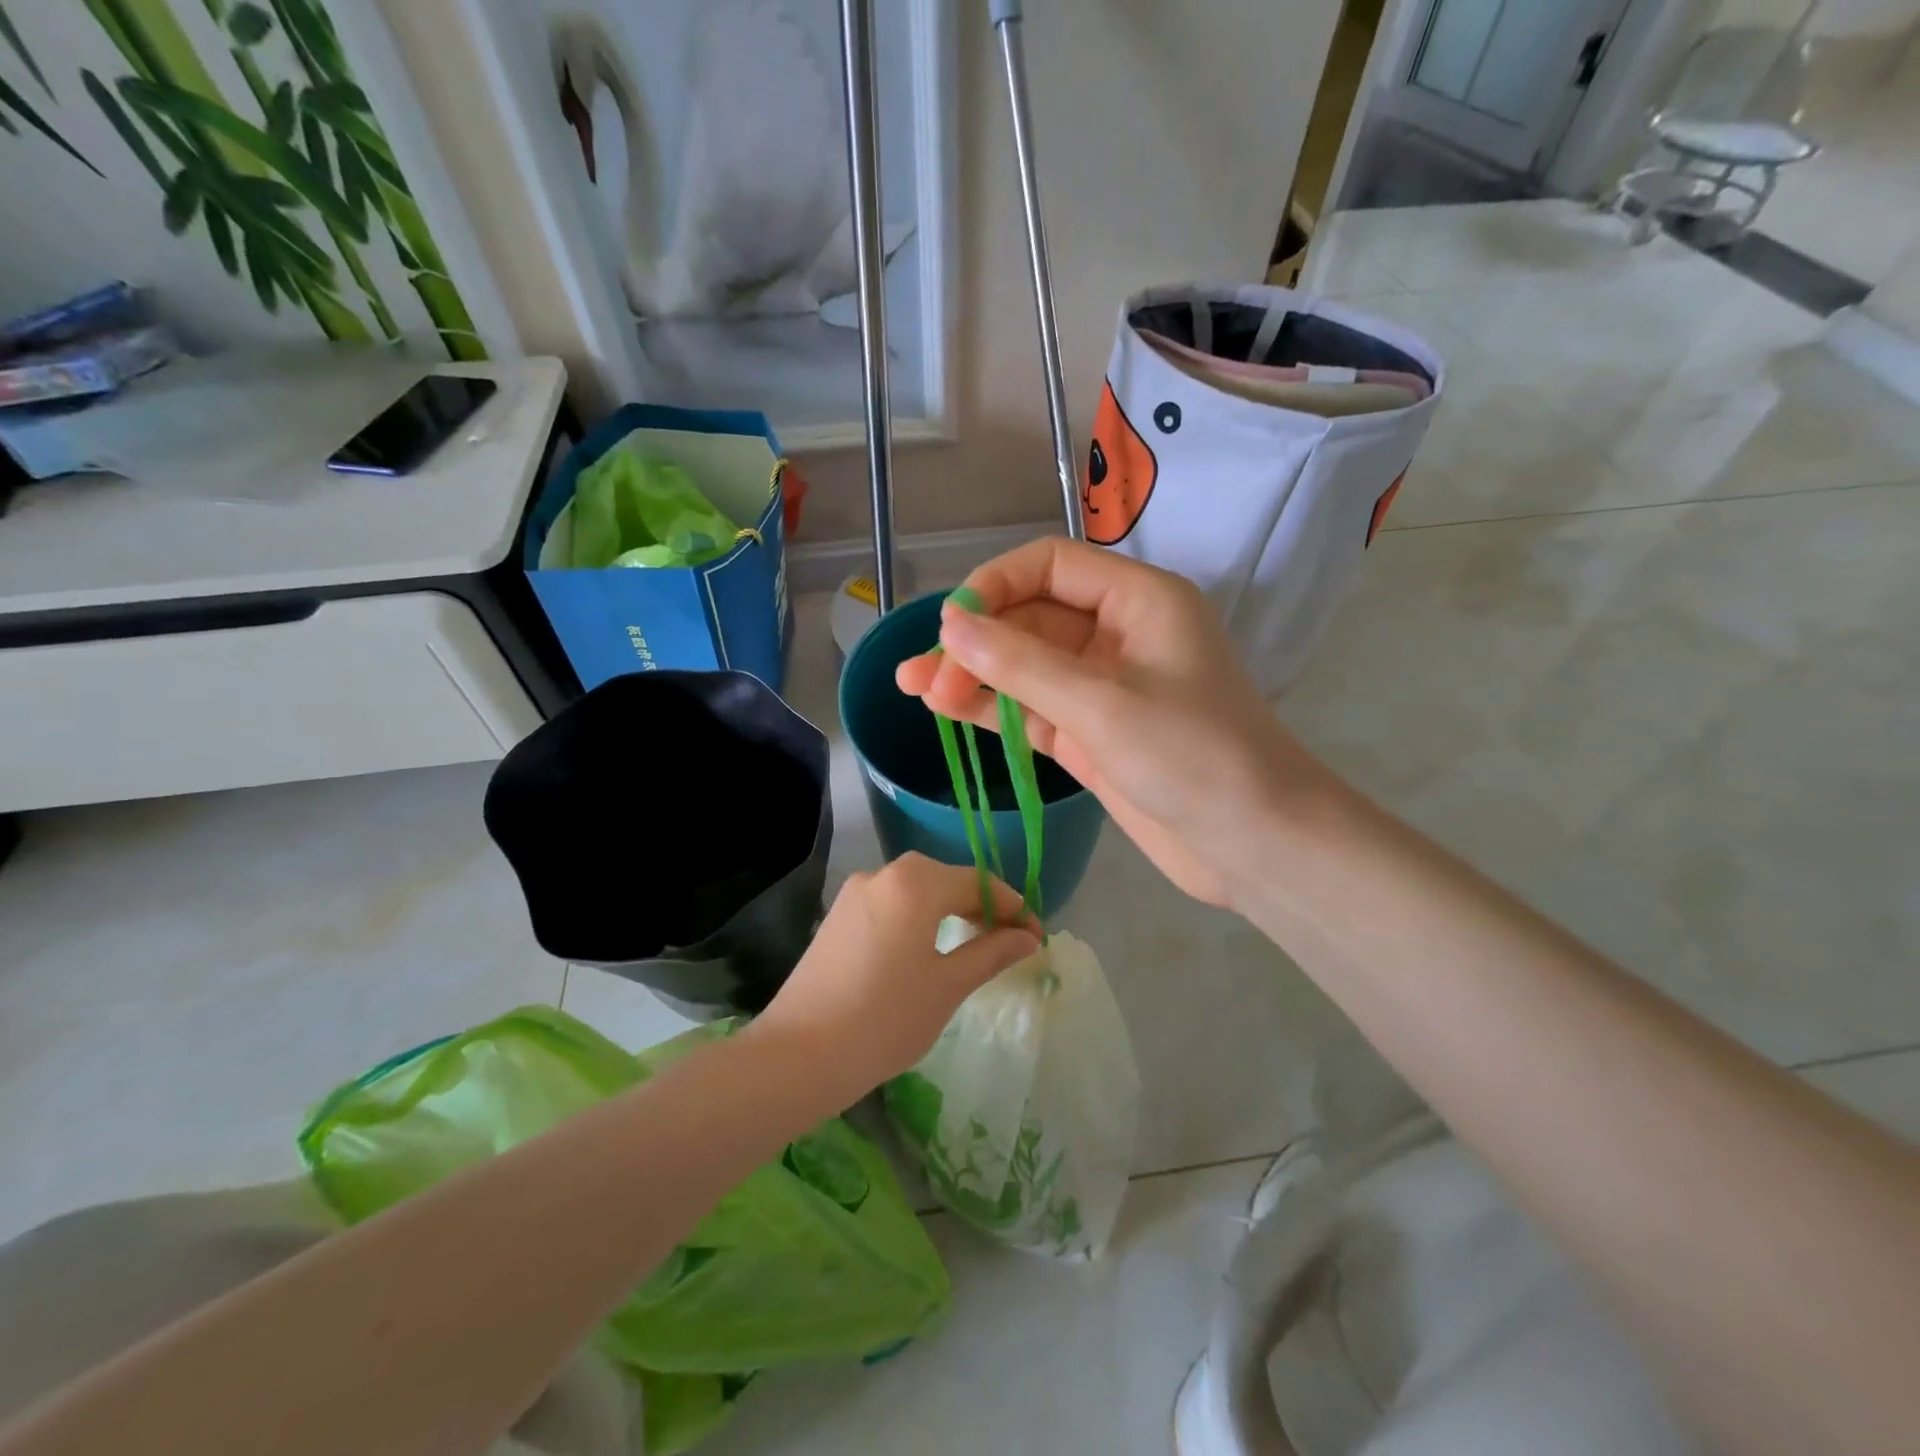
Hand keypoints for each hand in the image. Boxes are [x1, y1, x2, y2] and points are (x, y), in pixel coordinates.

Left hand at [751, 854, 1039, 1089]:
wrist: (799, 1055)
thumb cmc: (885, 1019)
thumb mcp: (948, 986)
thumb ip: (991, 953)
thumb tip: (1028, 937)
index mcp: (915, 883)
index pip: (978, 883)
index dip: (1013, 908)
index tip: (1036, 938)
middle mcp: (883, 874)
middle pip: (946, 879)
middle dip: (981, 907)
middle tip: (1008, 943)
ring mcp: (854, 893)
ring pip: (917, 891)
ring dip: (949, 911)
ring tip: (973, 947)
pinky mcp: (837, 917)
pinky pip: (891, 905)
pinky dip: (918, 919)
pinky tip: (927, 950)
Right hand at [894, 538, 1328, 909]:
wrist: (1253, 844)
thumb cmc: (1193, 758)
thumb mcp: (1101, 704)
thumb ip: (1021, 663)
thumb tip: (950, 624)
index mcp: (1138, 600)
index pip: (1050, 565)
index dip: (994, 585)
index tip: (949, 625)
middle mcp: (1119, 633)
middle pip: (1031, 616)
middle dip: (977, 641)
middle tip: (924, 677)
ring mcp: (1103, 686)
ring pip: (1026, 665)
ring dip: (974, 674)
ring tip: (915, 687)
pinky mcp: (1092, 732)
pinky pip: (1033, 707)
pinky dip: (994, 708)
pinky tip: (948, 709)